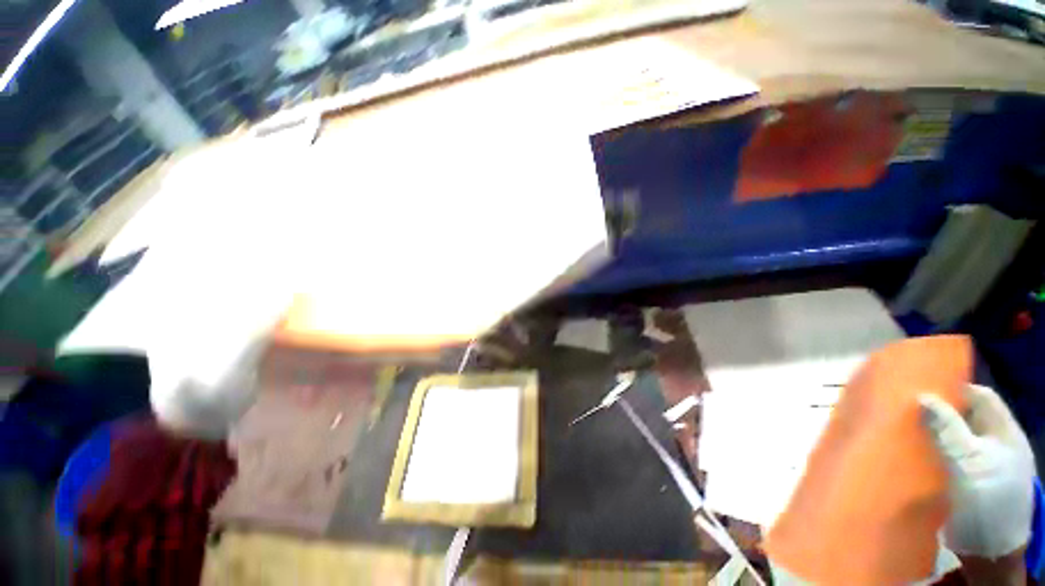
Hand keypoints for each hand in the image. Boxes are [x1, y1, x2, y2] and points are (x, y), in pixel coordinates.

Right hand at [919, 384, 1035, 559]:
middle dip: (940, 411)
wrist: (989, 551)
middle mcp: (997, 443)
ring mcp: (984, 464)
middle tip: (906, 408)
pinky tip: (914, 453)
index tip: (922, 386)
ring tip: (904, 428)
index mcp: (1005, 432)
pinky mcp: (969, 480)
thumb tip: (922, 396)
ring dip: (934, 432)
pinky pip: (949, 456)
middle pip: (968, 416)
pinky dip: (933, 451)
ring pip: (956, 437)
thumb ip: (948, 429)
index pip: (981, 396)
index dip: (955, 388)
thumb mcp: (969, 463)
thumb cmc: (987, 500)